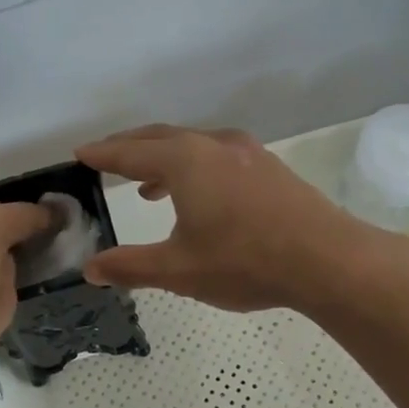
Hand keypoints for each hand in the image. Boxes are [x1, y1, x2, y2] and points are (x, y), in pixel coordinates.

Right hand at [75, 124, 397, 312]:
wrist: (328, 259)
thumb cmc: (245, 262)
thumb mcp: (179, 270)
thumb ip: (131, 266)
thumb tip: (90, 268)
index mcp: (185, 162)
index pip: (130, 153)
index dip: (102, 155)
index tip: (80, 154)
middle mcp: (213, 145)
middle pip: (160, 138)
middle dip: (129, 147)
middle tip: (105, 157)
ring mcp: (246, 153)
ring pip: (192, 144)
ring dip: (163, 158)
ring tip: (147, 185)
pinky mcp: (269, 167)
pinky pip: (217, 155)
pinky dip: (194, 165)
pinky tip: (200, 194)